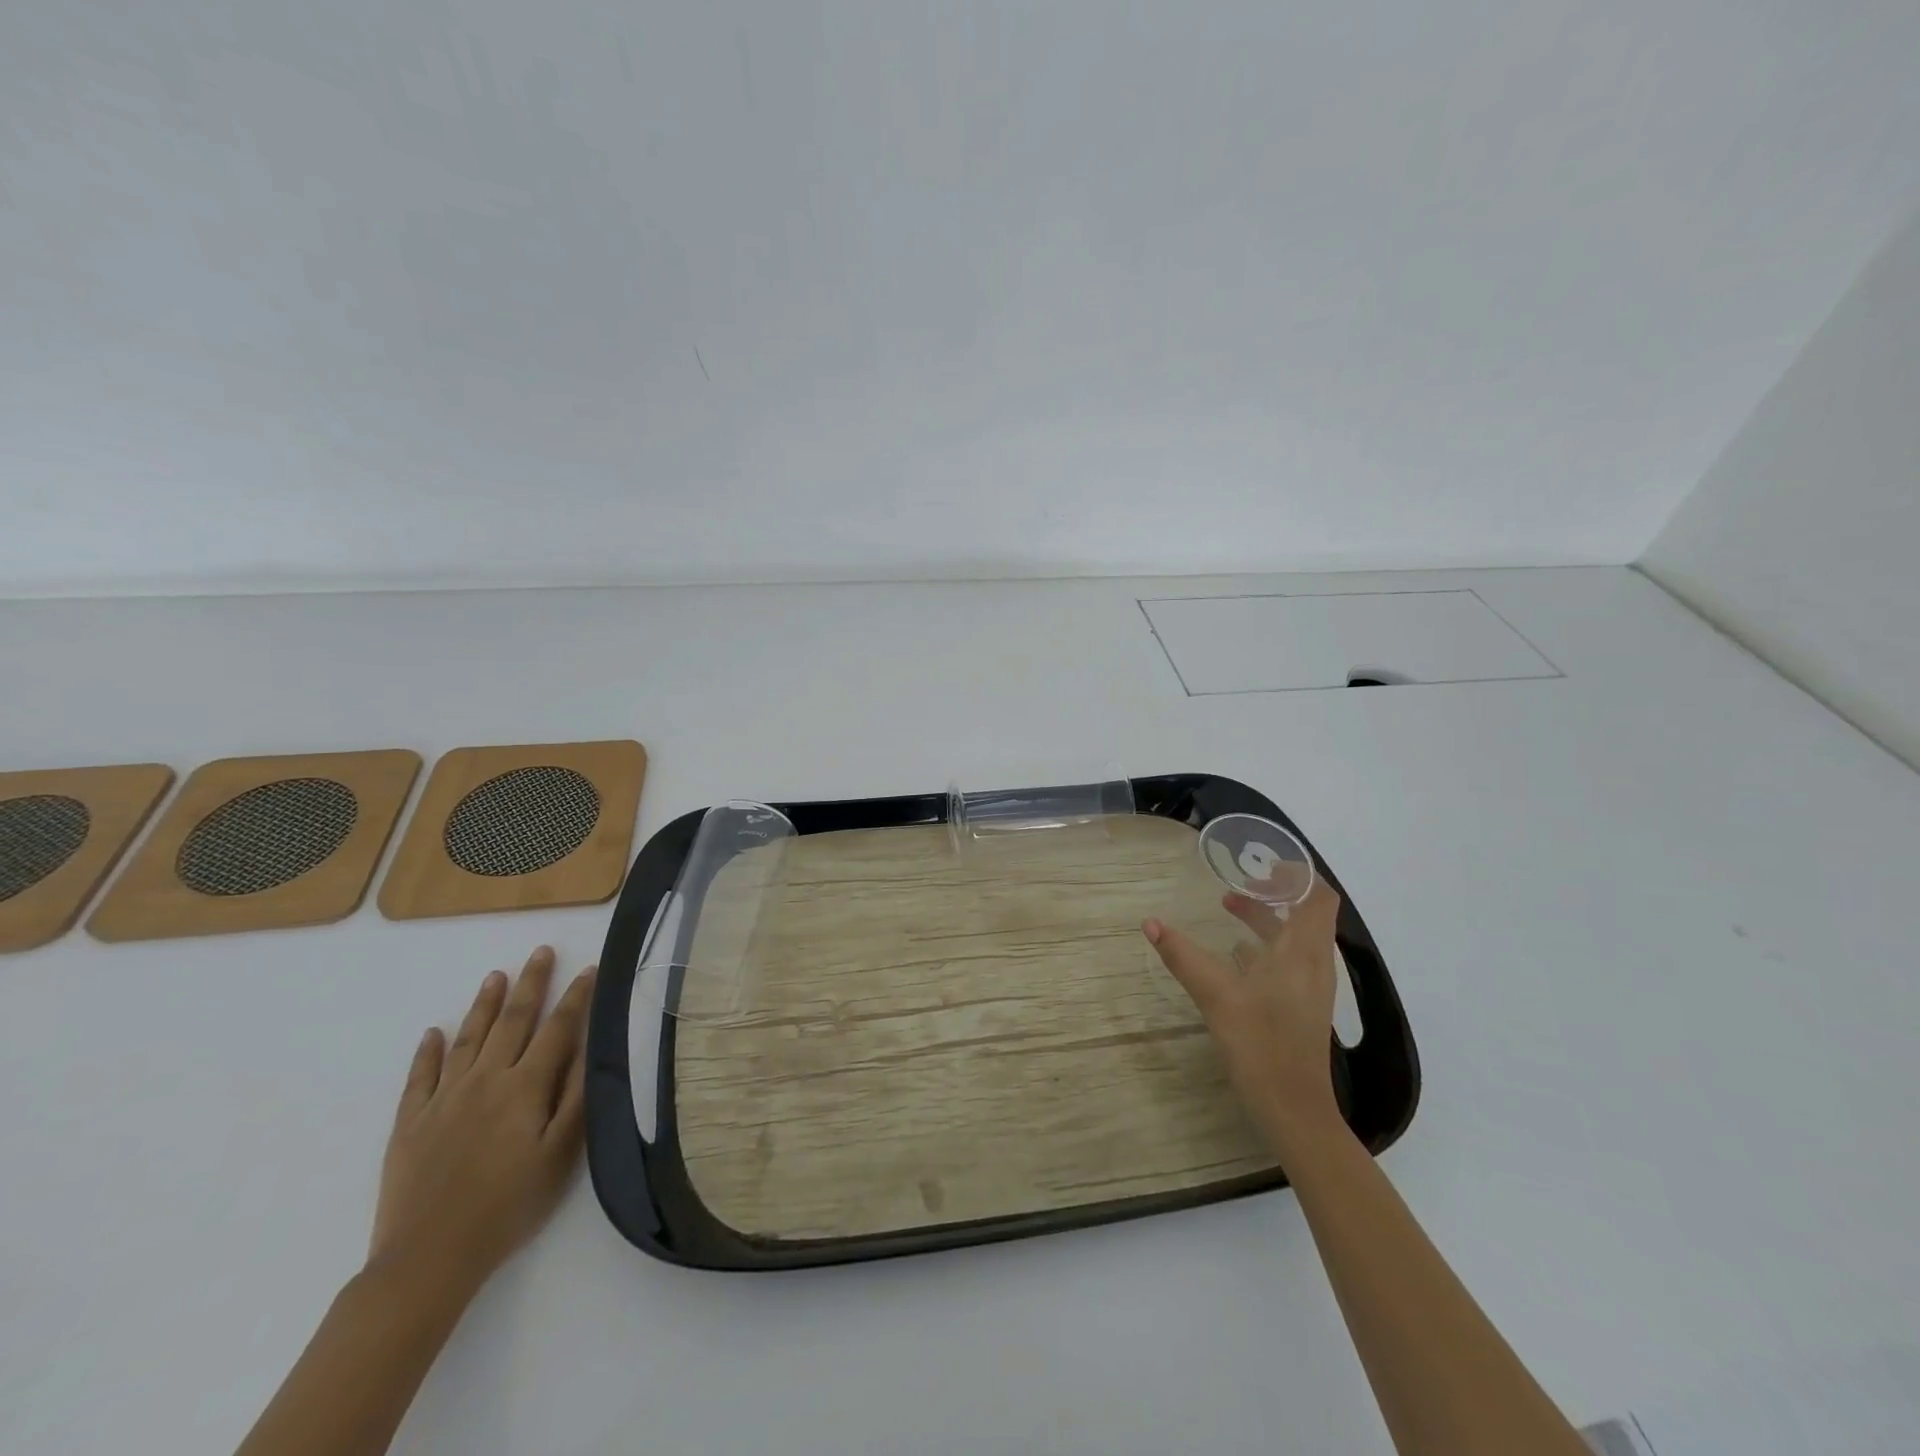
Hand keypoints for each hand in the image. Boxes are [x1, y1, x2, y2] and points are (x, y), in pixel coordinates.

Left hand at [368, 947, 596, 1300]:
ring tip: (496, 975)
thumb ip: (576, 1096)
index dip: (577, 997)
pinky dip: (427, 1051)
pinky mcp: (409, 1123)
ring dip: (485, 1004)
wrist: (427, 1260)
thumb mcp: (559, 1155)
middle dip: (532, 982)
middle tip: (541, 951)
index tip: (590, 968)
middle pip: (513, 1020)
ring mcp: (443, 1099)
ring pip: (468, 1038)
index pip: (558, 1029)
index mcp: (524, 1087)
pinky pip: (420, 1076)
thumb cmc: (508, 1207)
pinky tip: (432, 1033)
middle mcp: (485, 1080)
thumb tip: (589, 1046)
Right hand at [1142, 880, 1343, 1154]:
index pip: (1319, 896)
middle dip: (1273, 891)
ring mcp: (1309, 988)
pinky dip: (1265, 946)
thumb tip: (1150, 922)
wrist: (1293, 1110)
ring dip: (1266, 918)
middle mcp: (1313, 964)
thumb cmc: (1261, 1045)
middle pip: (1305, 913)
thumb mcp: (1216, 996)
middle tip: (1238, 880)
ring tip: (1228, 907)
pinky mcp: (1300, 1006)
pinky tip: (1234, 956)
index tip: (1262, 863)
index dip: (1297, 874)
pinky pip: (1288, 960)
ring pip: (1294, 937)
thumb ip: (1183, 956)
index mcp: (1302, 952)